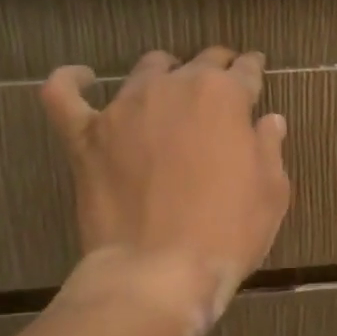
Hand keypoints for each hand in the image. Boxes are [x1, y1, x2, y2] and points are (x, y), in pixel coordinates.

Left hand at [41, 48, 291, 335]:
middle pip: (198, 63)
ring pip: (146, 71)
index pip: (245, 70)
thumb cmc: (228, 232)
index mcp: (223, 96)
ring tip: (168, 90)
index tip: (255, 71)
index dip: (252, 70)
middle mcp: (173, 88)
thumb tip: (268, 121)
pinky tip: (80, 77)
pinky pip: (65, 96)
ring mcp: (124, 109)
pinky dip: (71, 81)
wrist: (159, 271)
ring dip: (164, 75)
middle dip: (214, 68)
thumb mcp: (271, 192)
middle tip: (220, 86)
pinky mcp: (86, 136)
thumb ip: (269, 147)